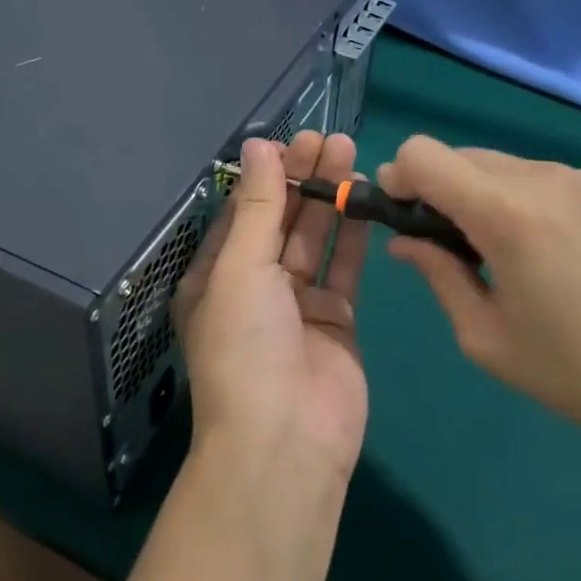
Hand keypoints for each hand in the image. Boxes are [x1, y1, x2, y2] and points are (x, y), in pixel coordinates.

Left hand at [173, 133, 370, 489]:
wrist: (286, 441)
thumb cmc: (246, 347)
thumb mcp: (240, 268)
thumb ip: (256, 206)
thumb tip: (258, 145)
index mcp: (216, 275)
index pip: (242, 211)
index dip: (266, 175)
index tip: (293, 140)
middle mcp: (254, 286)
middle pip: (280, 219)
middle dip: (301, 178)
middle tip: (329, 138)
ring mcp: (297, 303)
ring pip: (315, 237)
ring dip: (328, 197)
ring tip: (349, 153)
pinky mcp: (337, 319)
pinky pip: (344, 266)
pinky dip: (353, 232)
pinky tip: (364, 196)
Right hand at [378, 136, 580, 458]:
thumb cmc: (579, 373)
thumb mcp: (486, 337)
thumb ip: (437, 273)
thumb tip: (405, 241)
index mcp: (507, 213)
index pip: (423, 154)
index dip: (399, 178)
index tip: (402, 218)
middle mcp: (544, 177)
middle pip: (459, 155)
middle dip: (437, 190)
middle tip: (447, 247)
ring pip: (501, 165)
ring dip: (481, 196)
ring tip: (503, 254)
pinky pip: (542, 178)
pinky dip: (522, 200)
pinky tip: (548, 252)